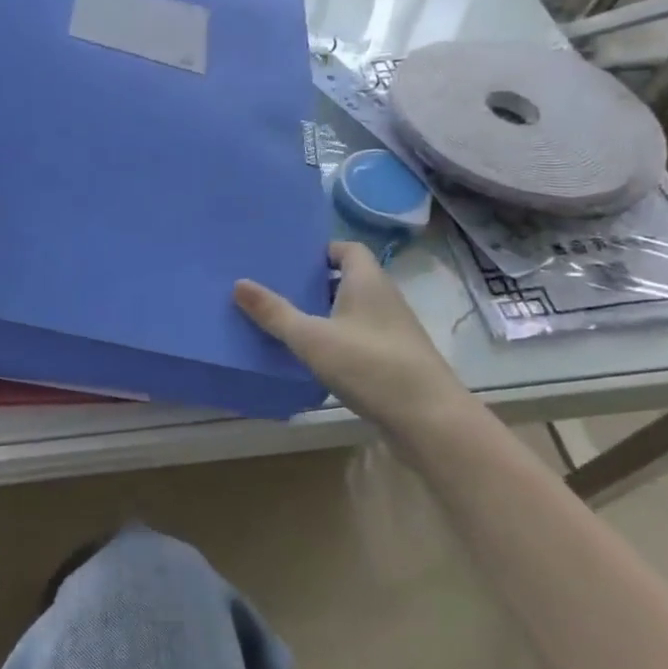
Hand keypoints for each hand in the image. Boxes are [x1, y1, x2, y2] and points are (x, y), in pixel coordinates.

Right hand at [234, 240, 465, 430]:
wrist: (428, 419)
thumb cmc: (369, 365)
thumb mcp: (311, 338)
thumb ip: (274, 312)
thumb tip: (238, 283)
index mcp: (367, 282)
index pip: (347, 249)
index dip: (321, 250)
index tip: (290, 260)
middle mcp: (384, 299)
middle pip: (348, 279)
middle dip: (315, 283)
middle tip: (277, 289)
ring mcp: (392, 330)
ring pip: (353, 310)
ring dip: (324, 313)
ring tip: (287, 322)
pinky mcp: (394, 359)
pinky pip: (359, 336)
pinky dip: (336, 339)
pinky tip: (313, 356)